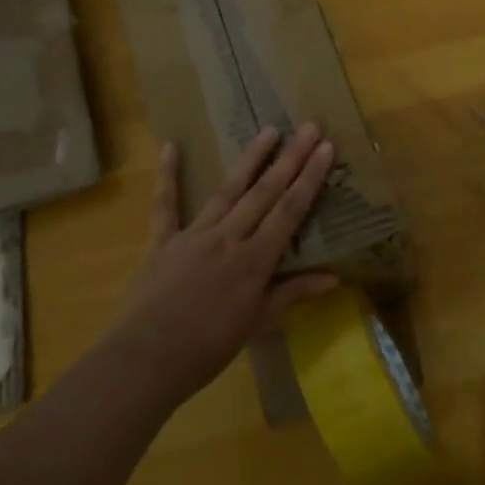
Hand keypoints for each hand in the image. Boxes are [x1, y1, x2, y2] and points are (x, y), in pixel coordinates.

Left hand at [113, 124, 338, 394]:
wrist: (149, 357)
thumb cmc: (209, 347)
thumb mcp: (258, 323)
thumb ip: (293, 293)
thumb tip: (335, 277)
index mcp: (255, 260)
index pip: (290, 211)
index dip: (310, 178)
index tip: (326, 148)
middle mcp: (228, 237)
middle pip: (265, 192)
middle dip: (290, 158)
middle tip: (308, 126)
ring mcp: (194, 234)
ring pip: (228, 190)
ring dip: (250, 159)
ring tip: (269, 131)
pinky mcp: (162, 240)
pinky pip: (165, 204)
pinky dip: (168, 175)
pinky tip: (171, 146)